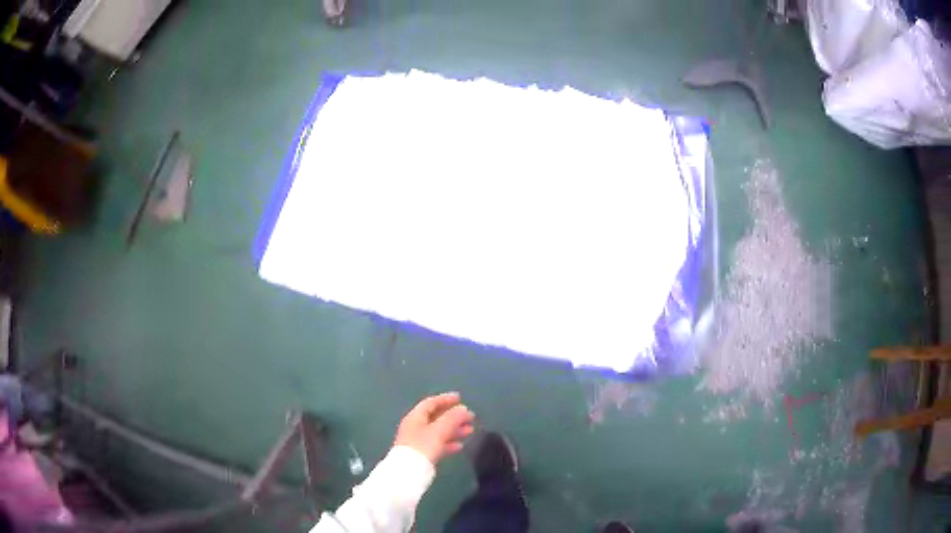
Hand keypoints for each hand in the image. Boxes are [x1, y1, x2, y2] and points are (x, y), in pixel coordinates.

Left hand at [394, 392, 474, 464]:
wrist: (409, 471)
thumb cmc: (423, 446)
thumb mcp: (439, 430)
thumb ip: (452, 418)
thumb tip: (463, 409)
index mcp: (415, 417)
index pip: (431, 403)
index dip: (445, 399)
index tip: (460, 398)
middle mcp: (415, 426)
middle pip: (436, 417)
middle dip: (453, 416)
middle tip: (470, 417)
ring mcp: (417, 440)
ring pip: (438, 431)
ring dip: (454, 429)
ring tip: (470, 431)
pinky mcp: (422, 453)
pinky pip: (437, 443)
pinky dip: (449, 442)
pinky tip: (459, 446)